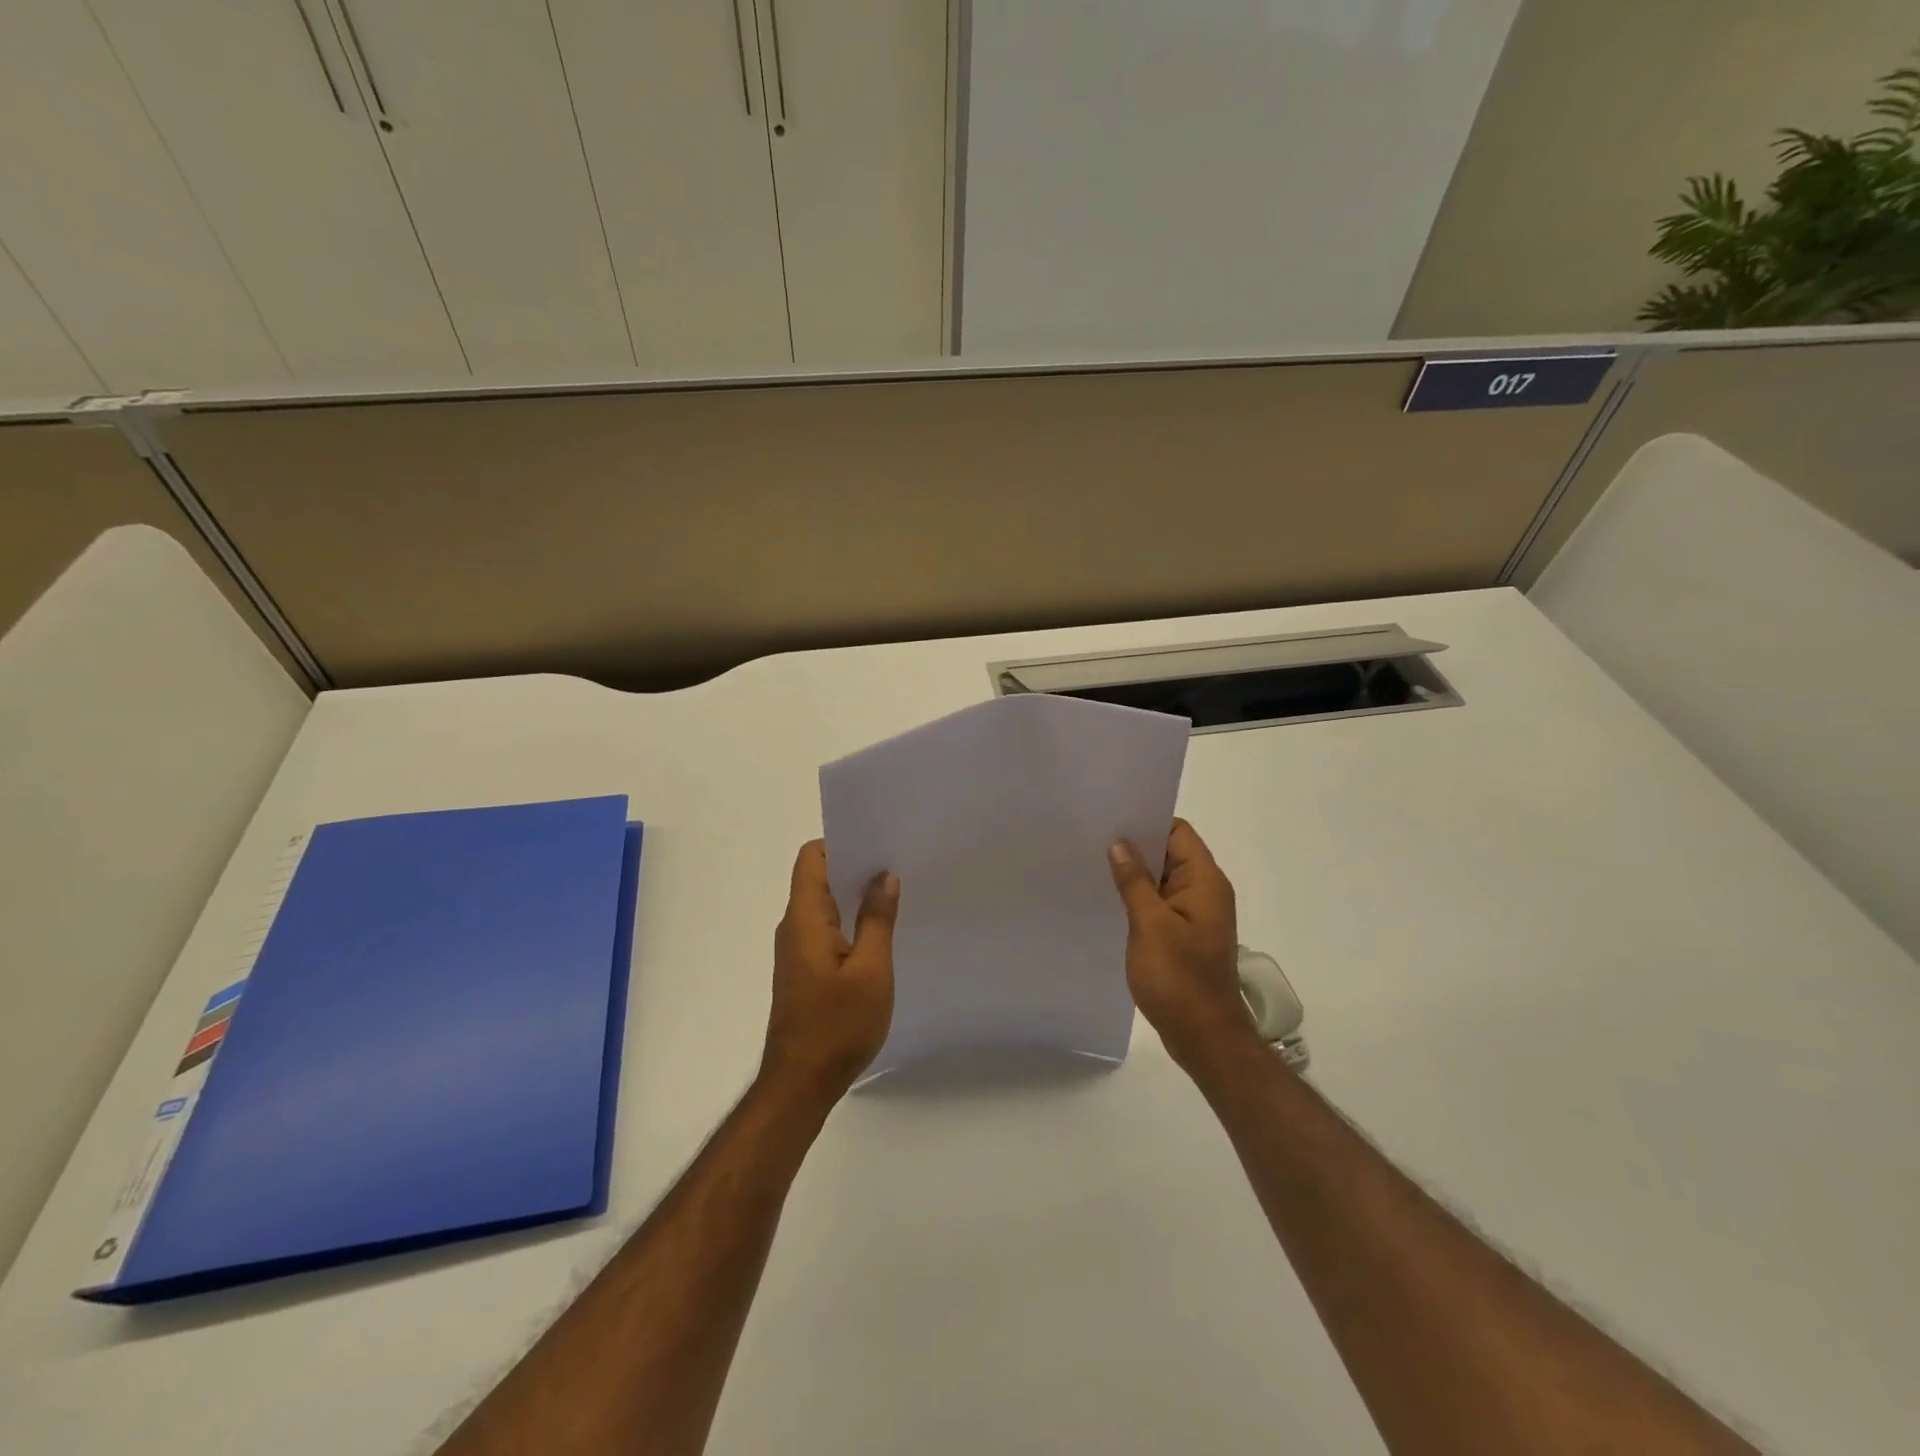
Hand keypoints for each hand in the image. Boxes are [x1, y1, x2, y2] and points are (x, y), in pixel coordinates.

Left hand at [761, 840, 898, 1106]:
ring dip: (854, 896)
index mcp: (805, 918)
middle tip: (897, 865)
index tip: (877, 843)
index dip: (841, 843)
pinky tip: (879, 933)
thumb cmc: (837, 1025)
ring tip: (894, 894)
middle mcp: (794, 927)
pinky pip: (825, 929)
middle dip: (855, 866)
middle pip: (818, 878)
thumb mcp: (871, 970)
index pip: (812, 858)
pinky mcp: (803, 969)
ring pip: (824, 905)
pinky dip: (849, 921)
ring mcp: (796, 950)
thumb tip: (884, 877)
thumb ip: (877, 919)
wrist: (801, 1084)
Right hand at [1109, 819, 1256, 1068]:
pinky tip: (1110, 899)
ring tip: (1094, 864)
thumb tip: (1120, 844)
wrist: (1204, 1037)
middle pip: (1170, 852)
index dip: (1146, 820)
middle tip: (1092, 838)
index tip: (1111, 818)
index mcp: (1204, 881)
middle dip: (1135, 845)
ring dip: (1135, 873)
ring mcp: (1195, 914)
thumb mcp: (1150, 925)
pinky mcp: (1185, 934)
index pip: (1177, 832)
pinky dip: (1139, 897)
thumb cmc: (1179, 978)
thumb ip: (1135, 882)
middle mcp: (1205, 891)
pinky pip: (1160, 903)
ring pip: (1163, 879)